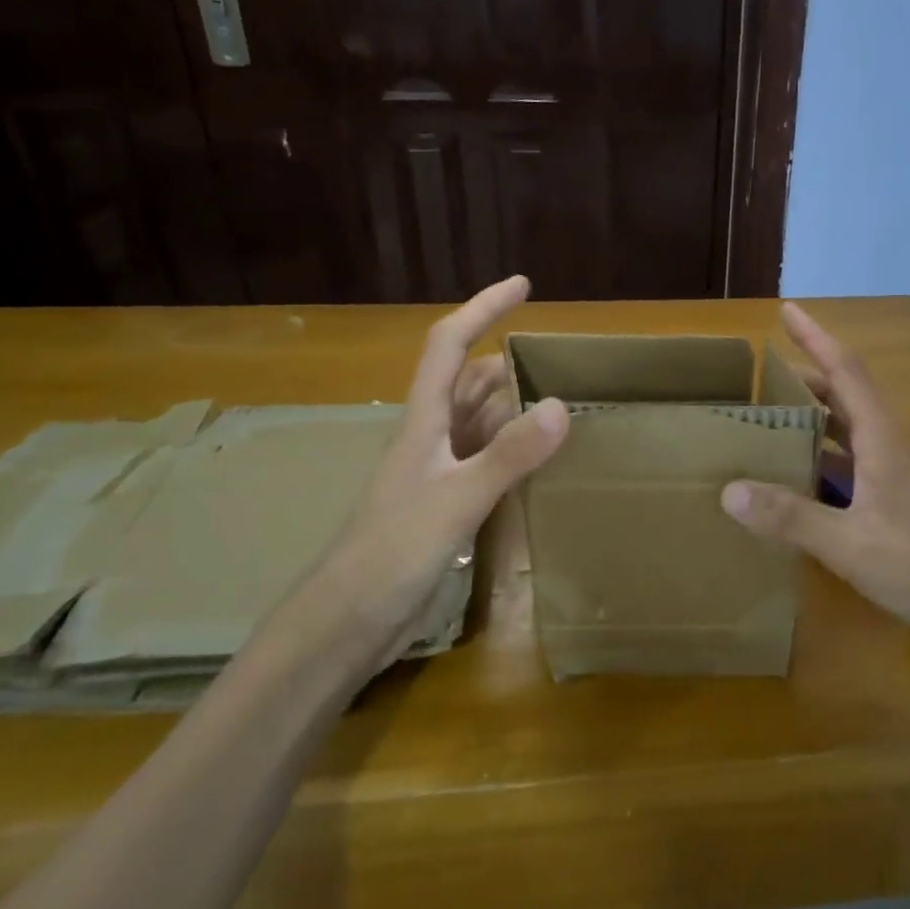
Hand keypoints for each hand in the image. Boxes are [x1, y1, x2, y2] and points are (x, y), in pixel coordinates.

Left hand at [286, 276, 568, 675]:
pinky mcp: (445, 507)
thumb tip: (562, 405)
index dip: (483, 309)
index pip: (450, 346)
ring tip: (561, 400)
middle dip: (507, 361)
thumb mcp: (457, 501)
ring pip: (478, 422)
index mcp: (423, 422)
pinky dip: (511, 450)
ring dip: (512, 406)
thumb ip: (508, 455)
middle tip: (560, 358)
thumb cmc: (392, 553)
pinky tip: (539, 461)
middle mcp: (429, 439)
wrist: (347, 623)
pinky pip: (484, 461)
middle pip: (468, 382)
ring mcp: (436, 474)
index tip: (523, 285)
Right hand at [720, 303, 909, 633]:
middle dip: (812, 379)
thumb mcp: (850, 544)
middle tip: (768, 377)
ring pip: (856, 435)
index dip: (817, 338)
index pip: (847, 372)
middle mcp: (894, 451)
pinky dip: (830, 463)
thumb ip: (791, 517)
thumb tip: (730, 490)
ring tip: (779, 422)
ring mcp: (903, 481)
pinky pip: (859, 469)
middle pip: (851, 399)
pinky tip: (808, 484)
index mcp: (884, 442)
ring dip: (821, 421)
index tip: (788, 310)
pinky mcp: (905, 509)